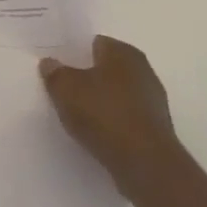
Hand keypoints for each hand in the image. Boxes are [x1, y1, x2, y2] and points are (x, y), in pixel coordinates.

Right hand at [40, 35, 184, 204]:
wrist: (145, 163)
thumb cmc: (103, 113)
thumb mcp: (65, 88)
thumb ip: (55, 72)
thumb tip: (50, 63)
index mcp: (123, 52)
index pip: (95, 43)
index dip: (75, 53)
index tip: (59, 66)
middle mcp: (143, 70)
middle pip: (107, 68)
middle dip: (88, 76)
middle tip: (64, 88)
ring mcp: (153, 100)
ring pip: (117, 93)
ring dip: (101, 100)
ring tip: (78, 113)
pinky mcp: (156, 127)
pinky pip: (125, 115)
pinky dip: (112, 120)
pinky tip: (97, 131)